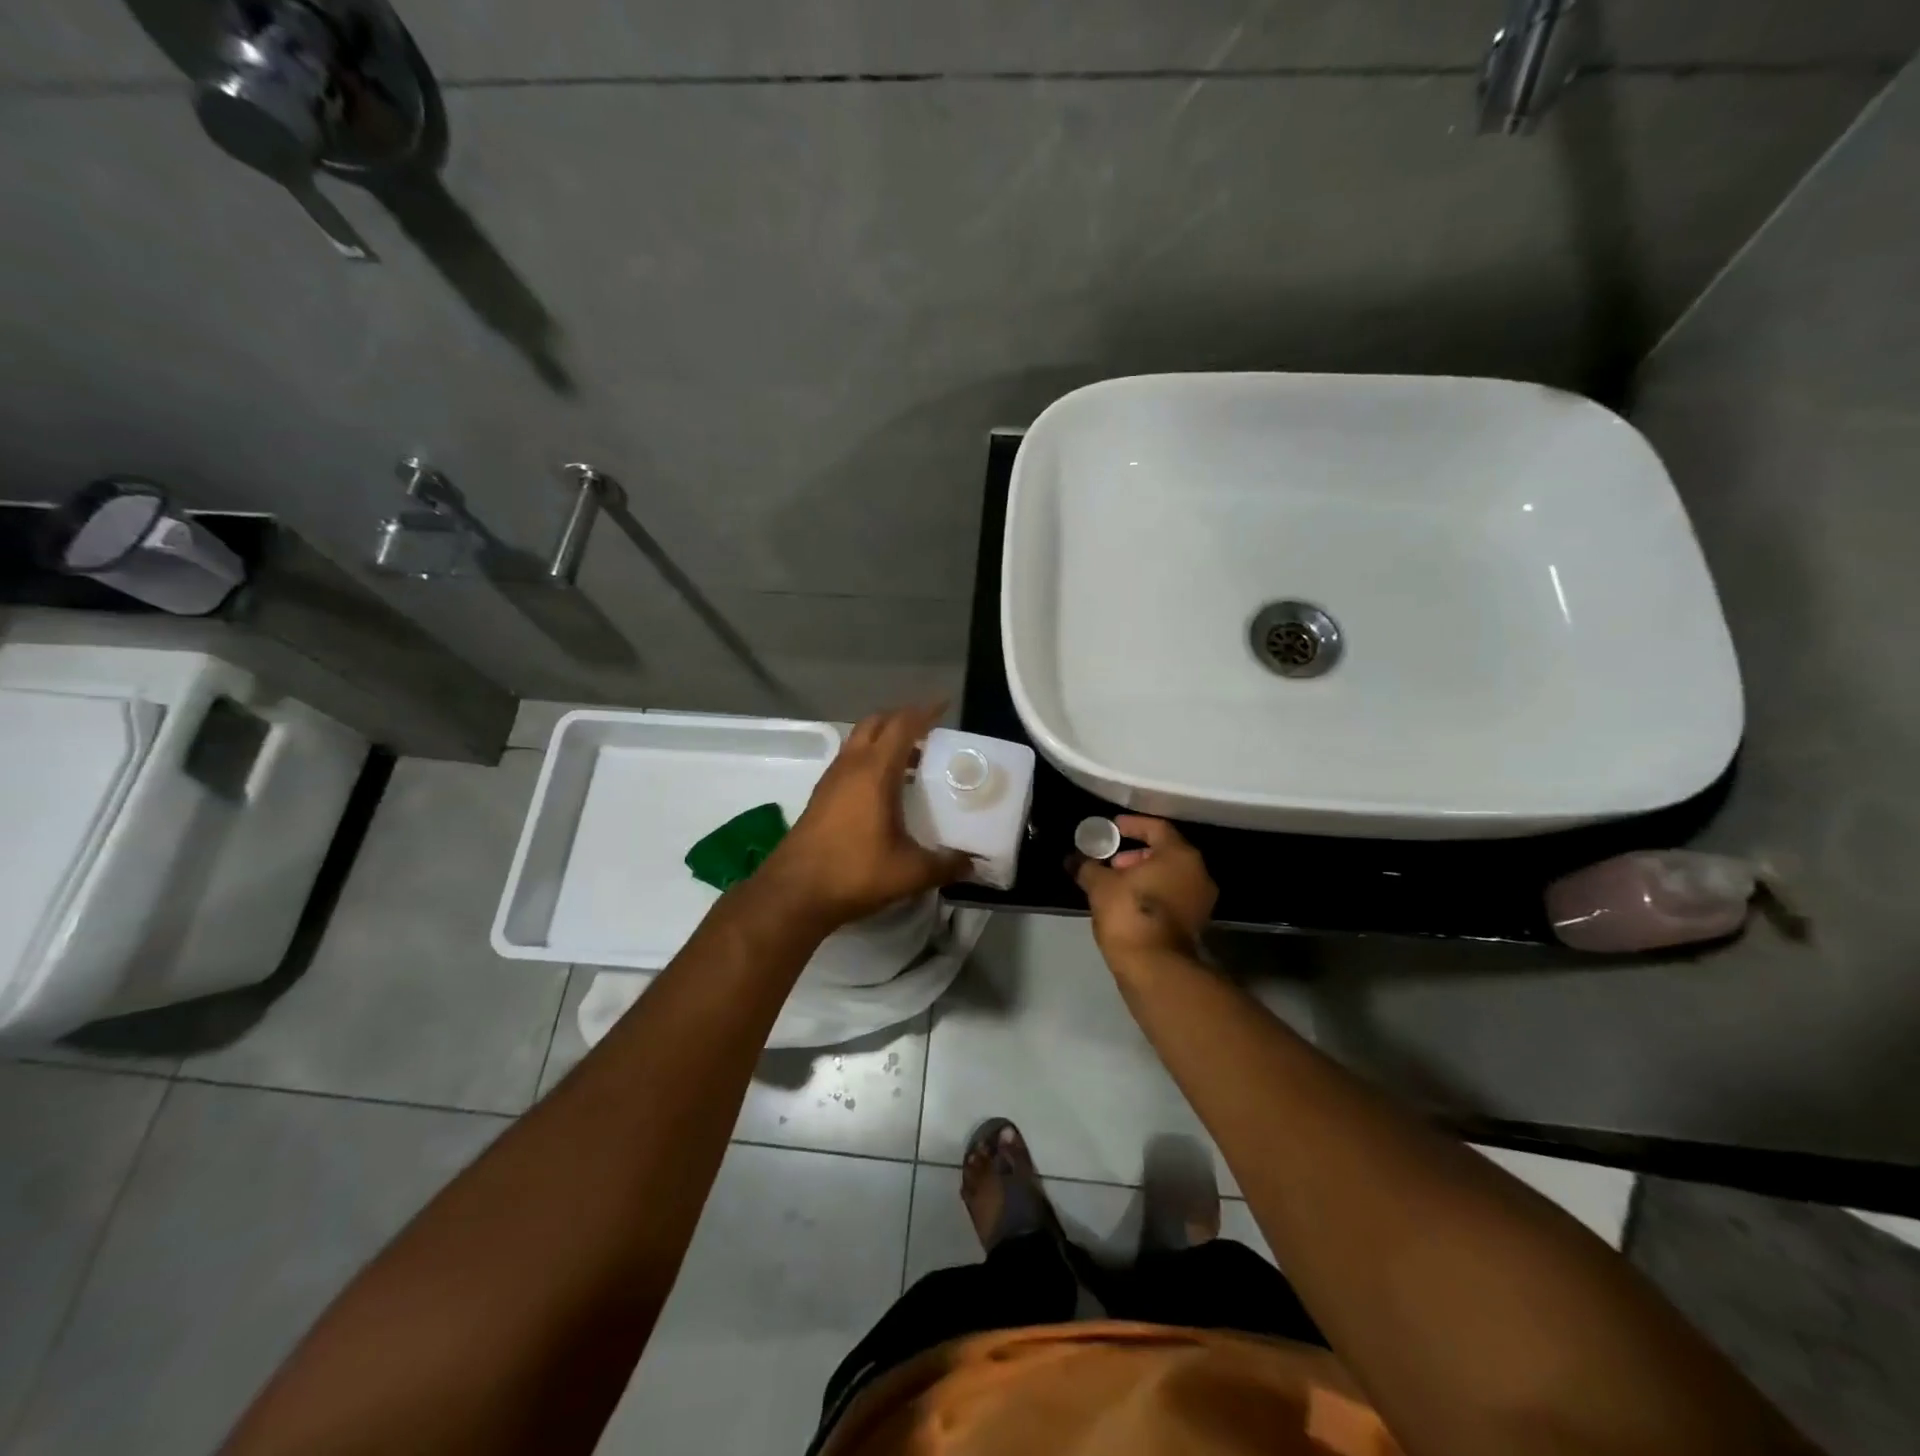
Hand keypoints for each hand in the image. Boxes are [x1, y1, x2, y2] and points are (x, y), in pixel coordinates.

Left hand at [755, 703, 972, 931]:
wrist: (794, 893)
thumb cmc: (855, 872)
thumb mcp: (910, 872)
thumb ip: (946, 865)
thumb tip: (973, 865)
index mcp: (874, 771)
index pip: (902, 725)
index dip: (925, 712)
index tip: (945, 706)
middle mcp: (851, 766)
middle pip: (876, 723)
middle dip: (902, 719)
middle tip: (930, 731)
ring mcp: (831, 779)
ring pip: (859, 741)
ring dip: (884, 740)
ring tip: (913, 760)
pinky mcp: (821, 796)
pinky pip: (850, 761)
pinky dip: (870, 760)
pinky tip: (886, 789)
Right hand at [1071, 815, 1217, 965]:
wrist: (1155, 967)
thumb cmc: (1129, 913)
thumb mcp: (1100, 885)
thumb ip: (1087, 866)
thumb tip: (1073, 859)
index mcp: (1179, 855)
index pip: (1157, 827)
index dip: (1132, 825)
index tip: (1112, 828)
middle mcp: (1198, 873)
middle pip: (1167, 852)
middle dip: (1137, 854)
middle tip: (1113, 862)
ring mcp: (1201, 901)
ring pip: (1171, 876)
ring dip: (1145, 876)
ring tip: (1116, 884)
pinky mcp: (1196, 924)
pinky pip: (1173, 897)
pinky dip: (1153, 894)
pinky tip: (1128, 904)